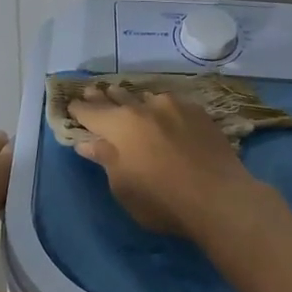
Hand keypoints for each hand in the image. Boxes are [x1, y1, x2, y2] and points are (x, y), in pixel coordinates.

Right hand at [69, 85, 262, 237]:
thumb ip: (106, 159)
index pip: (92, 112)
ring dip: (135, 99)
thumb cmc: (162, 200)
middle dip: (104, 97)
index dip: (79, 110)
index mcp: (121, 124)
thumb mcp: (123, 186)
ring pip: (148, 98)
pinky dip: (161, 108)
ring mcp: (176, 107)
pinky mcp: (200, 114)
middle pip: (119, 98)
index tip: (71, 106)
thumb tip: (89, 142)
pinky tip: (164, 112)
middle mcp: (146, 107)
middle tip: (94, 91)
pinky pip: (173, 105)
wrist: (219, 198)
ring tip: (129, 99)